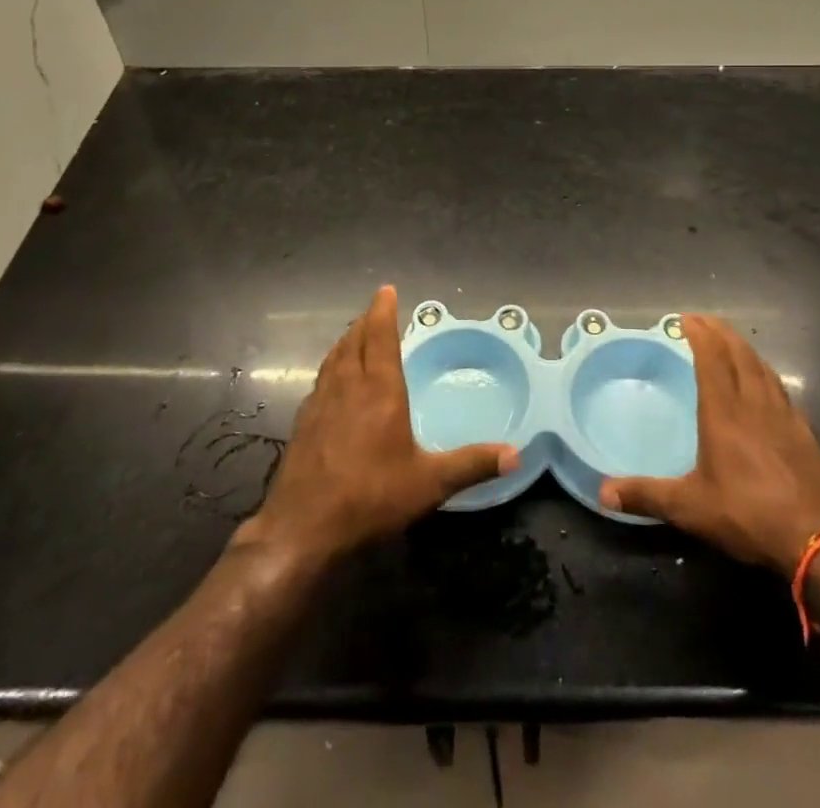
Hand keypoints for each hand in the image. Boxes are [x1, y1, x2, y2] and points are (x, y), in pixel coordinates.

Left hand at [235, 286, 518, 560]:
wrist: (302, 530)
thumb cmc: (370, 498)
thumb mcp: (429, 483)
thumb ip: (471, 464)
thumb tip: (516, 454)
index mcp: (380, 390)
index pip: (380, 336)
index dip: (383, 311)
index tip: (386, 290)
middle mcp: (349, 387)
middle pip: (355, 340)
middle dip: (366, 321)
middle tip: (376, 310)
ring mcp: (321, 403)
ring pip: (334, 357)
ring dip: (347, 340)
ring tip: (356, 334)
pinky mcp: (303, 423)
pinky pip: (321, 379)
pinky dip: (332, 365)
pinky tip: (333, 379)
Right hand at [599, 314, 819, 574]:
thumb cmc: (749, 514)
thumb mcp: (690, 508)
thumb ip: (647, 495)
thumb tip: (603, 491)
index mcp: (724, 411)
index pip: (711, 357)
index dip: (698, 333)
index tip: (684, 318)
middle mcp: (753, 402)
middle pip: (738, 352)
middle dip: (719, 331)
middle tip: (703, 320)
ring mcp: (783, 414)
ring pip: (761, 366)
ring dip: (743, 346)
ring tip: (730, 341)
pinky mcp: (803, 431)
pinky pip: (779, 386)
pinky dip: (764, 371)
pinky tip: (764, 380)